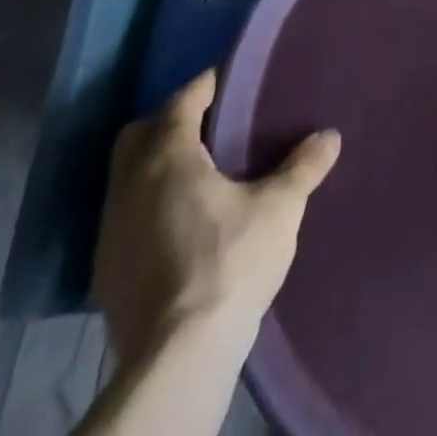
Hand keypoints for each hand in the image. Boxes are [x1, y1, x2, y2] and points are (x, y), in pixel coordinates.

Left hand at [91, 69, 341, 366]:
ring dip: (155, 167)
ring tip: (198, 173)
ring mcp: (110, 232)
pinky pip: (125, 218)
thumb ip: (304, 166)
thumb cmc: (230, 261)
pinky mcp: (106, 273)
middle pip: (139, 135)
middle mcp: (129, 186)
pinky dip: (147, 207)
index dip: (204, 86)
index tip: (228, 79)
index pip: (180, 102)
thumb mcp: (280, 207)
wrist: (178, 356)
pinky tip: (179, 223)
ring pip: (126, 179)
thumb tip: (330, 135)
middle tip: (208, 124)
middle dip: (169, 122)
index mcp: (167, 158)